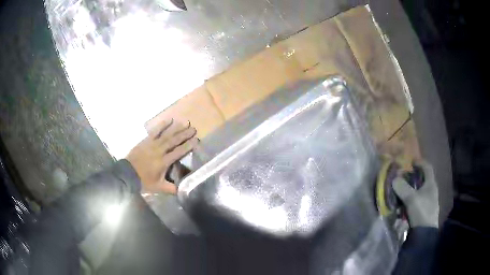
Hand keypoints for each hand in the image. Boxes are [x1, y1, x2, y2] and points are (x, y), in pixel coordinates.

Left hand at [126, 119, 197, 194]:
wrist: (127, 174)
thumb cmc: (143, 181)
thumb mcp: (159, 187)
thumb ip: (171, 188)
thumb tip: (183, 190)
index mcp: (163, 162)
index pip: (178, 152)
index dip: (188, 146)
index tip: (196, 140)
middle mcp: (159, 151)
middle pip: (174, 141)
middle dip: (184, 134)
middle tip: (193, 129)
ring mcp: (152, 144)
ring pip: (166, 134)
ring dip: (176, 128)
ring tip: (185, 123)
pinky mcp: (146, 140)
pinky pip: (155, 131)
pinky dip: (162, 125)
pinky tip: (169, 120)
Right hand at [393, 160, 438, 227]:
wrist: (424, 234)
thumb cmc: (421, 211)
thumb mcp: (411, 198)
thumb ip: (402, 188)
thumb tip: (394, 178)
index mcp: (431, 184)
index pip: (427, 167)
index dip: (420, 162)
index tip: (411, 161)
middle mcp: (431, 191)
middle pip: (422, 180)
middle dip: (412, 179)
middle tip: (403, 180)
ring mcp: (428, 202)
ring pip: (418, 193)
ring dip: (410, 192)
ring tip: (401, 196)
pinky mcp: (424, 212)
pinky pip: (416, 203)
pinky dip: (410, 203)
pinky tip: (403, 209)